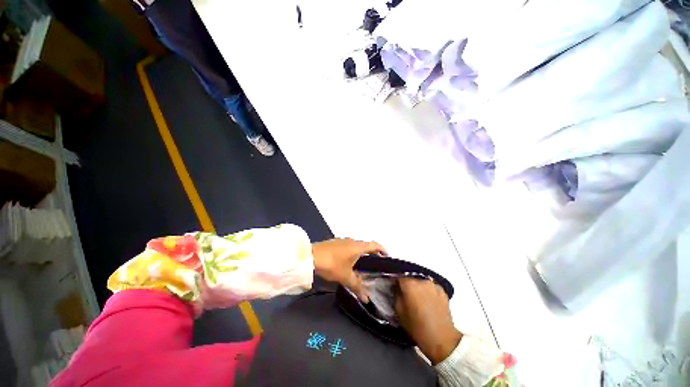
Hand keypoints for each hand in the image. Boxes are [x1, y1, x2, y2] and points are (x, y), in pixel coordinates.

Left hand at [312, 238, 385, 302]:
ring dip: (360, 253)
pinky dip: (351, 253)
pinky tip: (347, 262)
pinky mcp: (334, 243)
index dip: (382, 250)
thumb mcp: (346, 277)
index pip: (374, 245)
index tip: (386, 256)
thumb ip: (357, 287)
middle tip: (374, 265)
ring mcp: (342, 240)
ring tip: (361, 265)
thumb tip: (367, 299)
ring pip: (355, 246)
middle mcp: (351, 240)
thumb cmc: (332, 264)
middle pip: (365, 245)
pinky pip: (347, 247)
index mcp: (357, 246)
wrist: (311, 256)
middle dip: (371, 253)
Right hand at [395, 278, 462, 364]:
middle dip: (407, 284)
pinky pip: (430, 287)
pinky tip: (427, 300)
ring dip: (417, 287)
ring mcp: (434, 285)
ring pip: (421, 281)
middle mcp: (422, 281)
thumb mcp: (399, 312)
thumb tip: (397, 289)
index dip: (394, 280)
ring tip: (417, 297)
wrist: (442, 340)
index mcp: (410, 285)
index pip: (398, 275)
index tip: (393, 286)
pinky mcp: (443, 291)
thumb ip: (396, 295)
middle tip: (405, 293)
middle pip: (410, 277)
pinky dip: (427, 291)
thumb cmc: (417, 327)